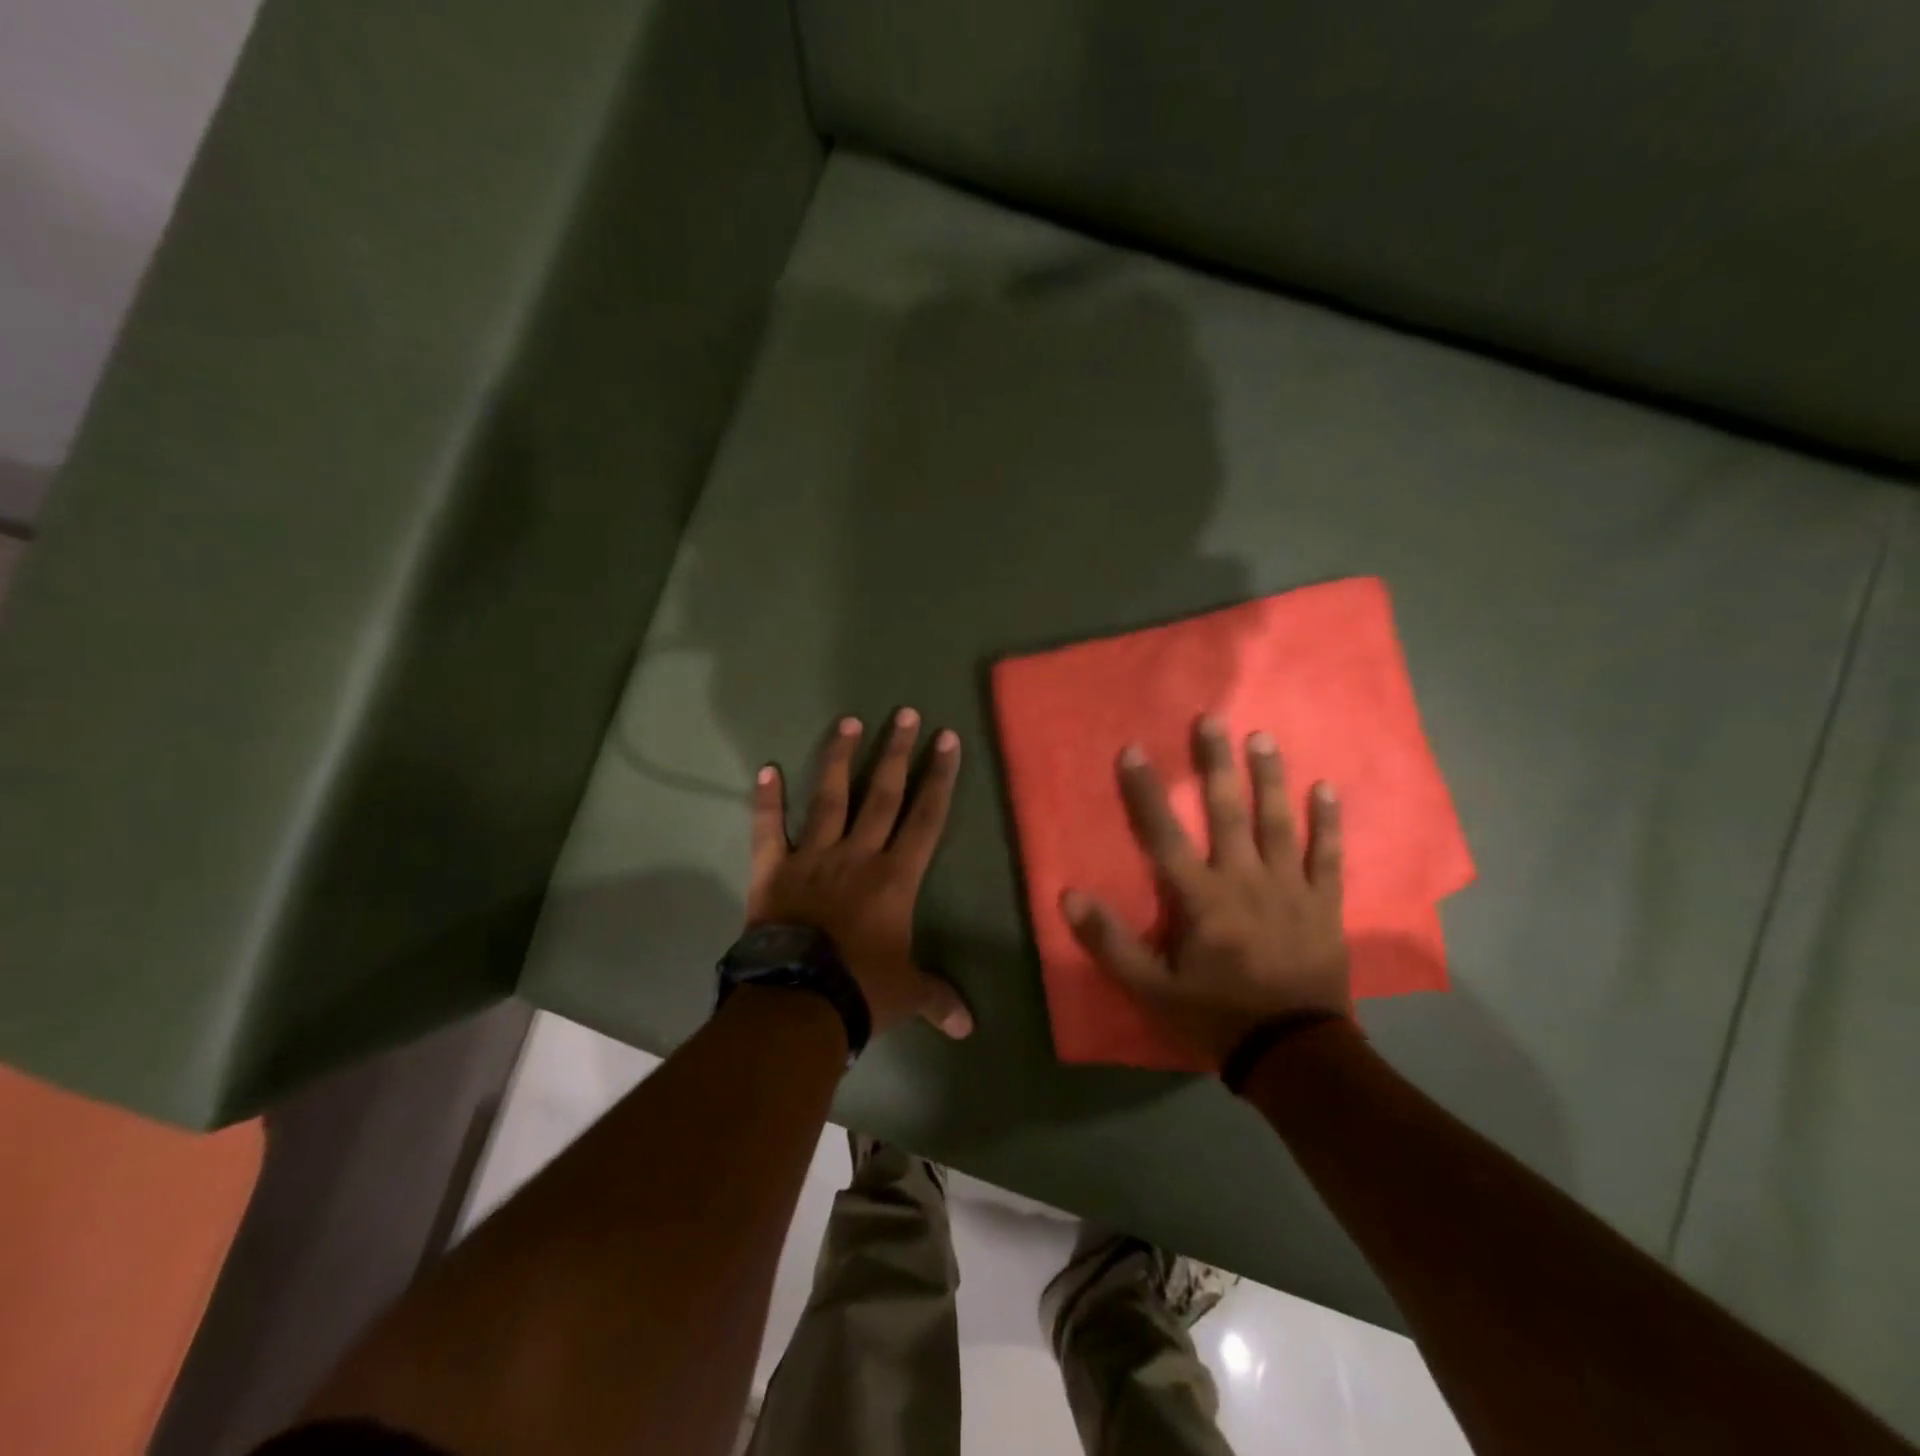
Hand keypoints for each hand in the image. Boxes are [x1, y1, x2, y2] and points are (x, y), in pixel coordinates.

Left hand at [749, 710, 973, 1039]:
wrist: (798, 1002)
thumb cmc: (861, 990)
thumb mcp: (907, 995)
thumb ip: (939, 999)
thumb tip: (969, 1029)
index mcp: (896, 877)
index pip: (926, 816)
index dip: (939, 777)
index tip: (946, 739)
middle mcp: (858, 854)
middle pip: (882, 793)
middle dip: (897, 751)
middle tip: (904, 712)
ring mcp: (813, 857)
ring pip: (830, 798)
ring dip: (840, 759)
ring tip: (849, 722)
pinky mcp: (773, 870)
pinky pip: (768, 830)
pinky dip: (766, 801)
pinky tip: (765, 769)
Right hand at [1061, 716, 1351, 1066]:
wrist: (1295, 1053)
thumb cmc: (1216, 1016)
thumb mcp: (1151, 989)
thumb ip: (1110, 942)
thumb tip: (1068, 897)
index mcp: (1201, 898)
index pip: (1164, 835)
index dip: (1146, 792)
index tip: (1133, 750)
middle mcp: (1245, 880)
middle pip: (1228, 812)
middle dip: (1216, 764)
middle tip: (1212, 719)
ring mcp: (1291, 888)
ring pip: (1277, 822)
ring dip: (1269, 778)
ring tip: (1263, 738)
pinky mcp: (1324, 903)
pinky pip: (1329, 855)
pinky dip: (1328, 822)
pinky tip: (1327, 788)